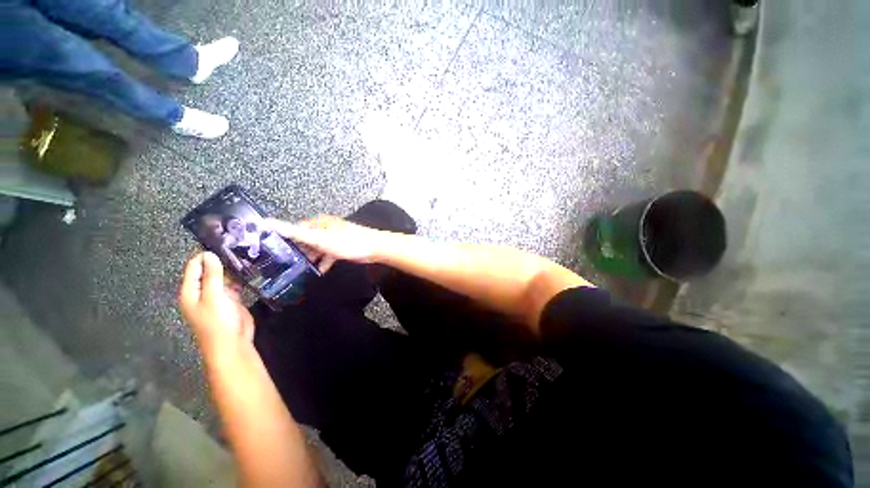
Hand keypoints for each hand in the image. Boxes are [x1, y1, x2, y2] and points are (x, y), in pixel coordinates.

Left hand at [179, 252, 254, 354]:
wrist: (232, 343)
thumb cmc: (217, 321)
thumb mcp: (213, 296)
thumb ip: (211, 275)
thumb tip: (209, 254)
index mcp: (190, 291)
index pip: (194, 267)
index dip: (205, 255)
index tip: (222, 242)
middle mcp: (202, 291)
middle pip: (209, 271)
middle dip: (221, 260)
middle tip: (239, 246)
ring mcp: (218, 296)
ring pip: (223, 277)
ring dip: (232, 269)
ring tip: (247, 255)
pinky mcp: (232, 300)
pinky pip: (234, 285)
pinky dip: (240, 278)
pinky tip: (251, 270)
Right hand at [266, 215, 384, 272]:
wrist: (374, 248)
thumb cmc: (346, 242)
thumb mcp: (318, 238)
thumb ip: (293, 232)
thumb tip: (265, 221)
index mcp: (318, 223)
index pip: (295, 229)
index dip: (283, 239)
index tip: (271, 252)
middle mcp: (325, 228)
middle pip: (305, 239)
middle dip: (296, 251)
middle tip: (283, 265)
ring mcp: (334, 238)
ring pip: (317, 248)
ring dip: (309, 258)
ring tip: (297, 271)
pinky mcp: (342, 247)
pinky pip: (328, 255)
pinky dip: (323, 262)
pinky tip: (317, 271)